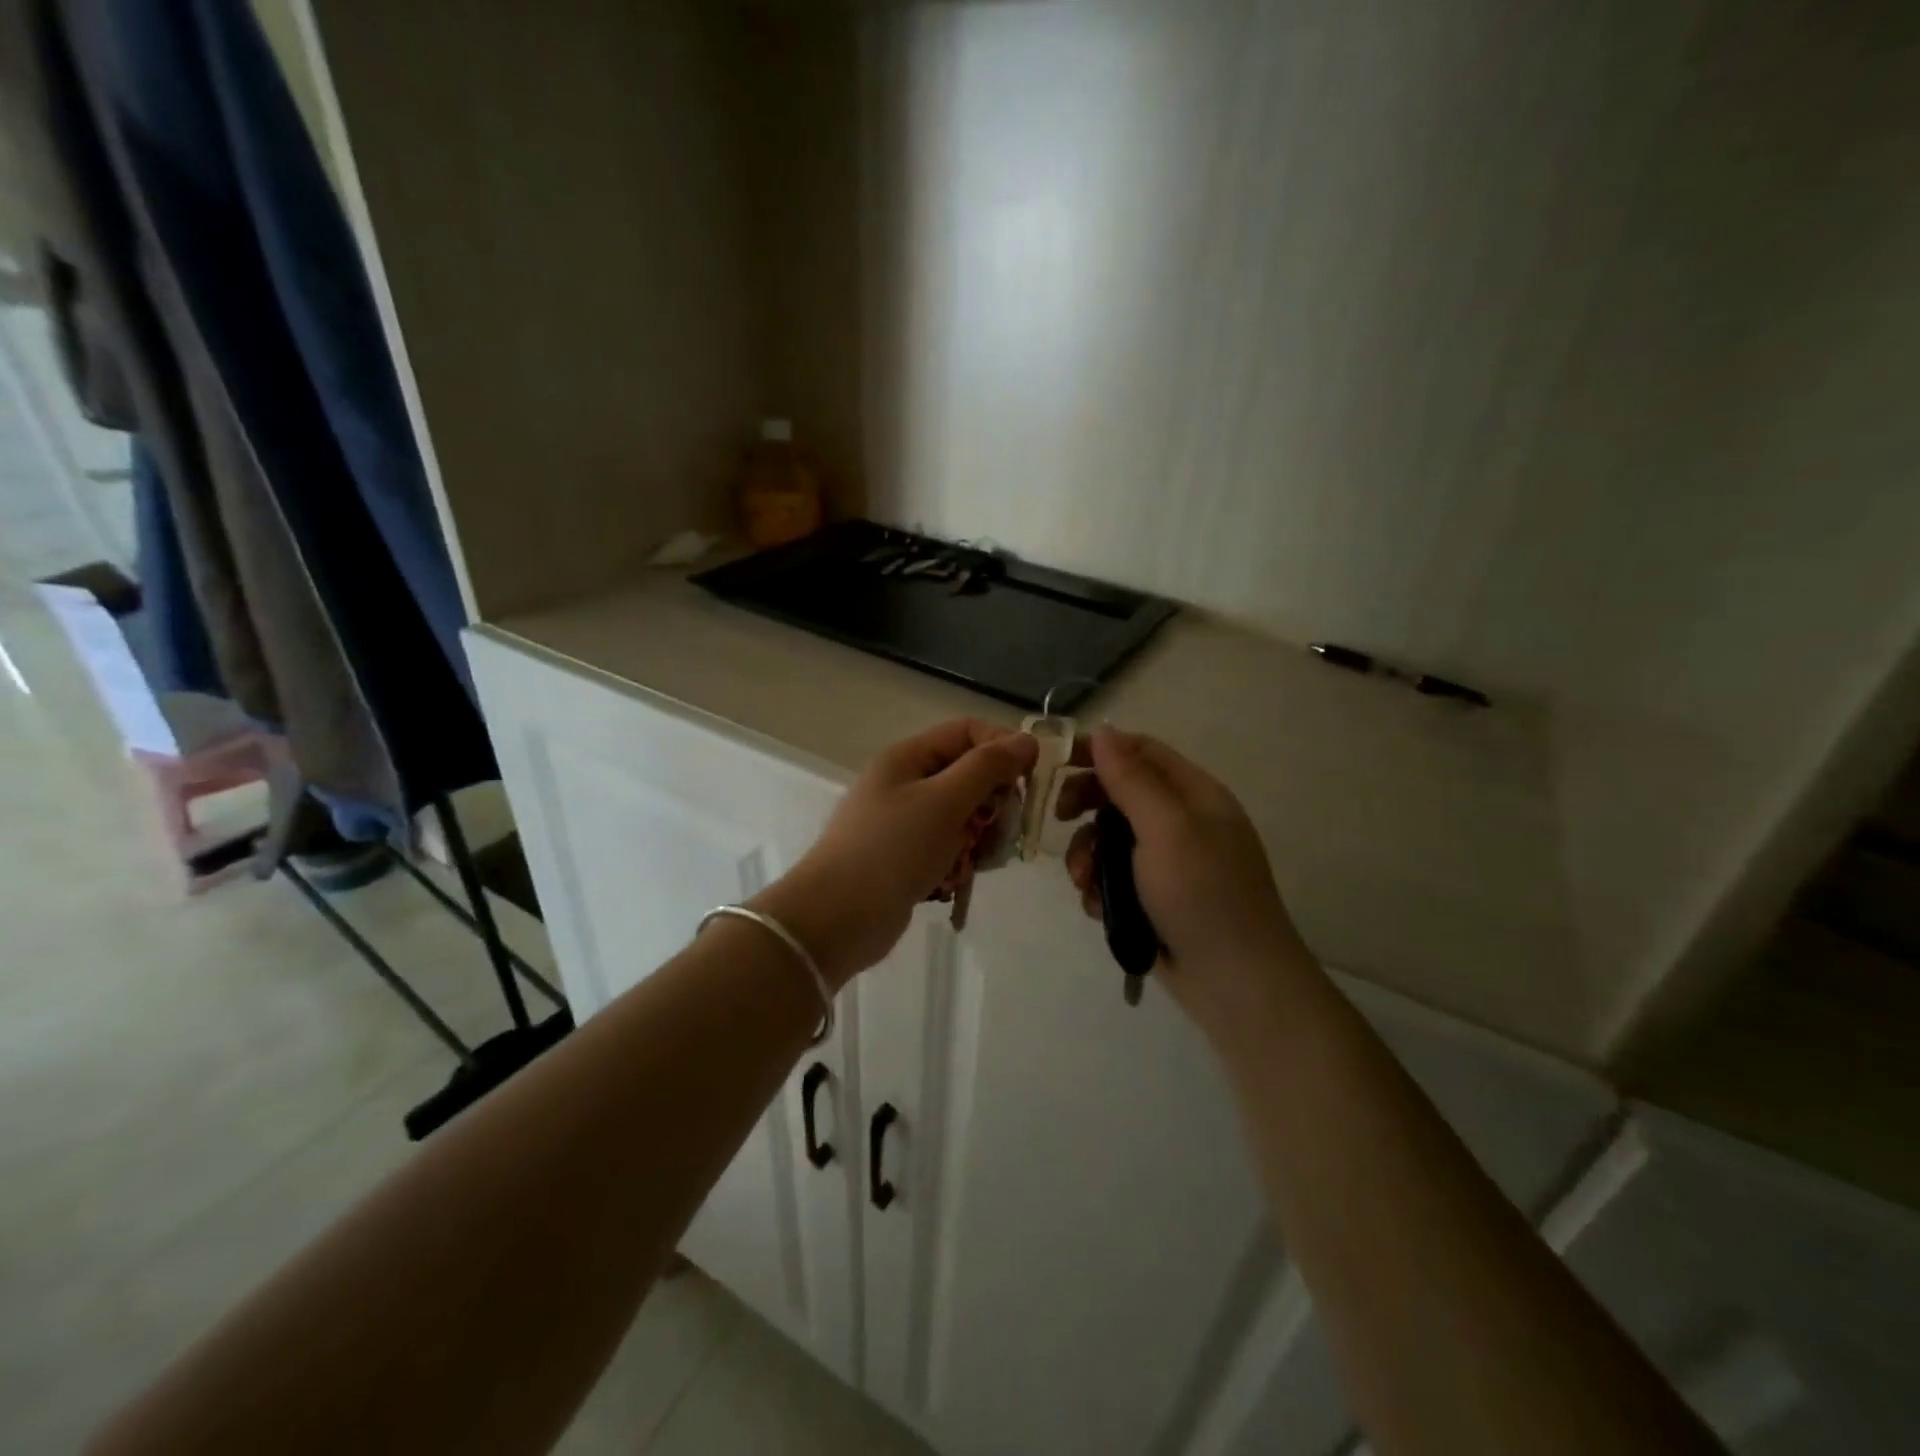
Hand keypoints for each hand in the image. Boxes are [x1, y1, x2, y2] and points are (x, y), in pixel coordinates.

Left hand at [753, 720, 1037, 986]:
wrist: (837, 918)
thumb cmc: (892, 850)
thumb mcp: (944, 801)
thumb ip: (987, 768)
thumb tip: (1026, 740)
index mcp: (908, 758)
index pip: (967, 732)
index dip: (1002, 746)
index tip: (1032, 777)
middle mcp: (905, 783)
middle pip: (967, 774)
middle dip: (994, 799)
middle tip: (1006, 828)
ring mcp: (904, 822)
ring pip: (962, 814)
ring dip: (981, 834)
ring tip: (981, 859)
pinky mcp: (906, 857)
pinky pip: (948, 846)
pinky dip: (961, 858)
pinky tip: (960, 878)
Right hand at [1057, 728, 1313, 1027]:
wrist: (1235, 983)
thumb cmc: (1202, 894)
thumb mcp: (1166, 828)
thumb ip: (1131, 779)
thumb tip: (1103, 731)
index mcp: (1194, 794)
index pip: (1140, 751)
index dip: (1097, 750)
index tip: (1053, 762)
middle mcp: (1182, 821)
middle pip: (1120, 793)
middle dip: (1085, 804)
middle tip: (1058, 818)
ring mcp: (1168, 862)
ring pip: (1110, 838)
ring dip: (1087, 853)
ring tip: (1083, 881)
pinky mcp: (1154, 897)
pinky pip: (1114, 876)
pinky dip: (1099, 886)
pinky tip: (1098, 907)